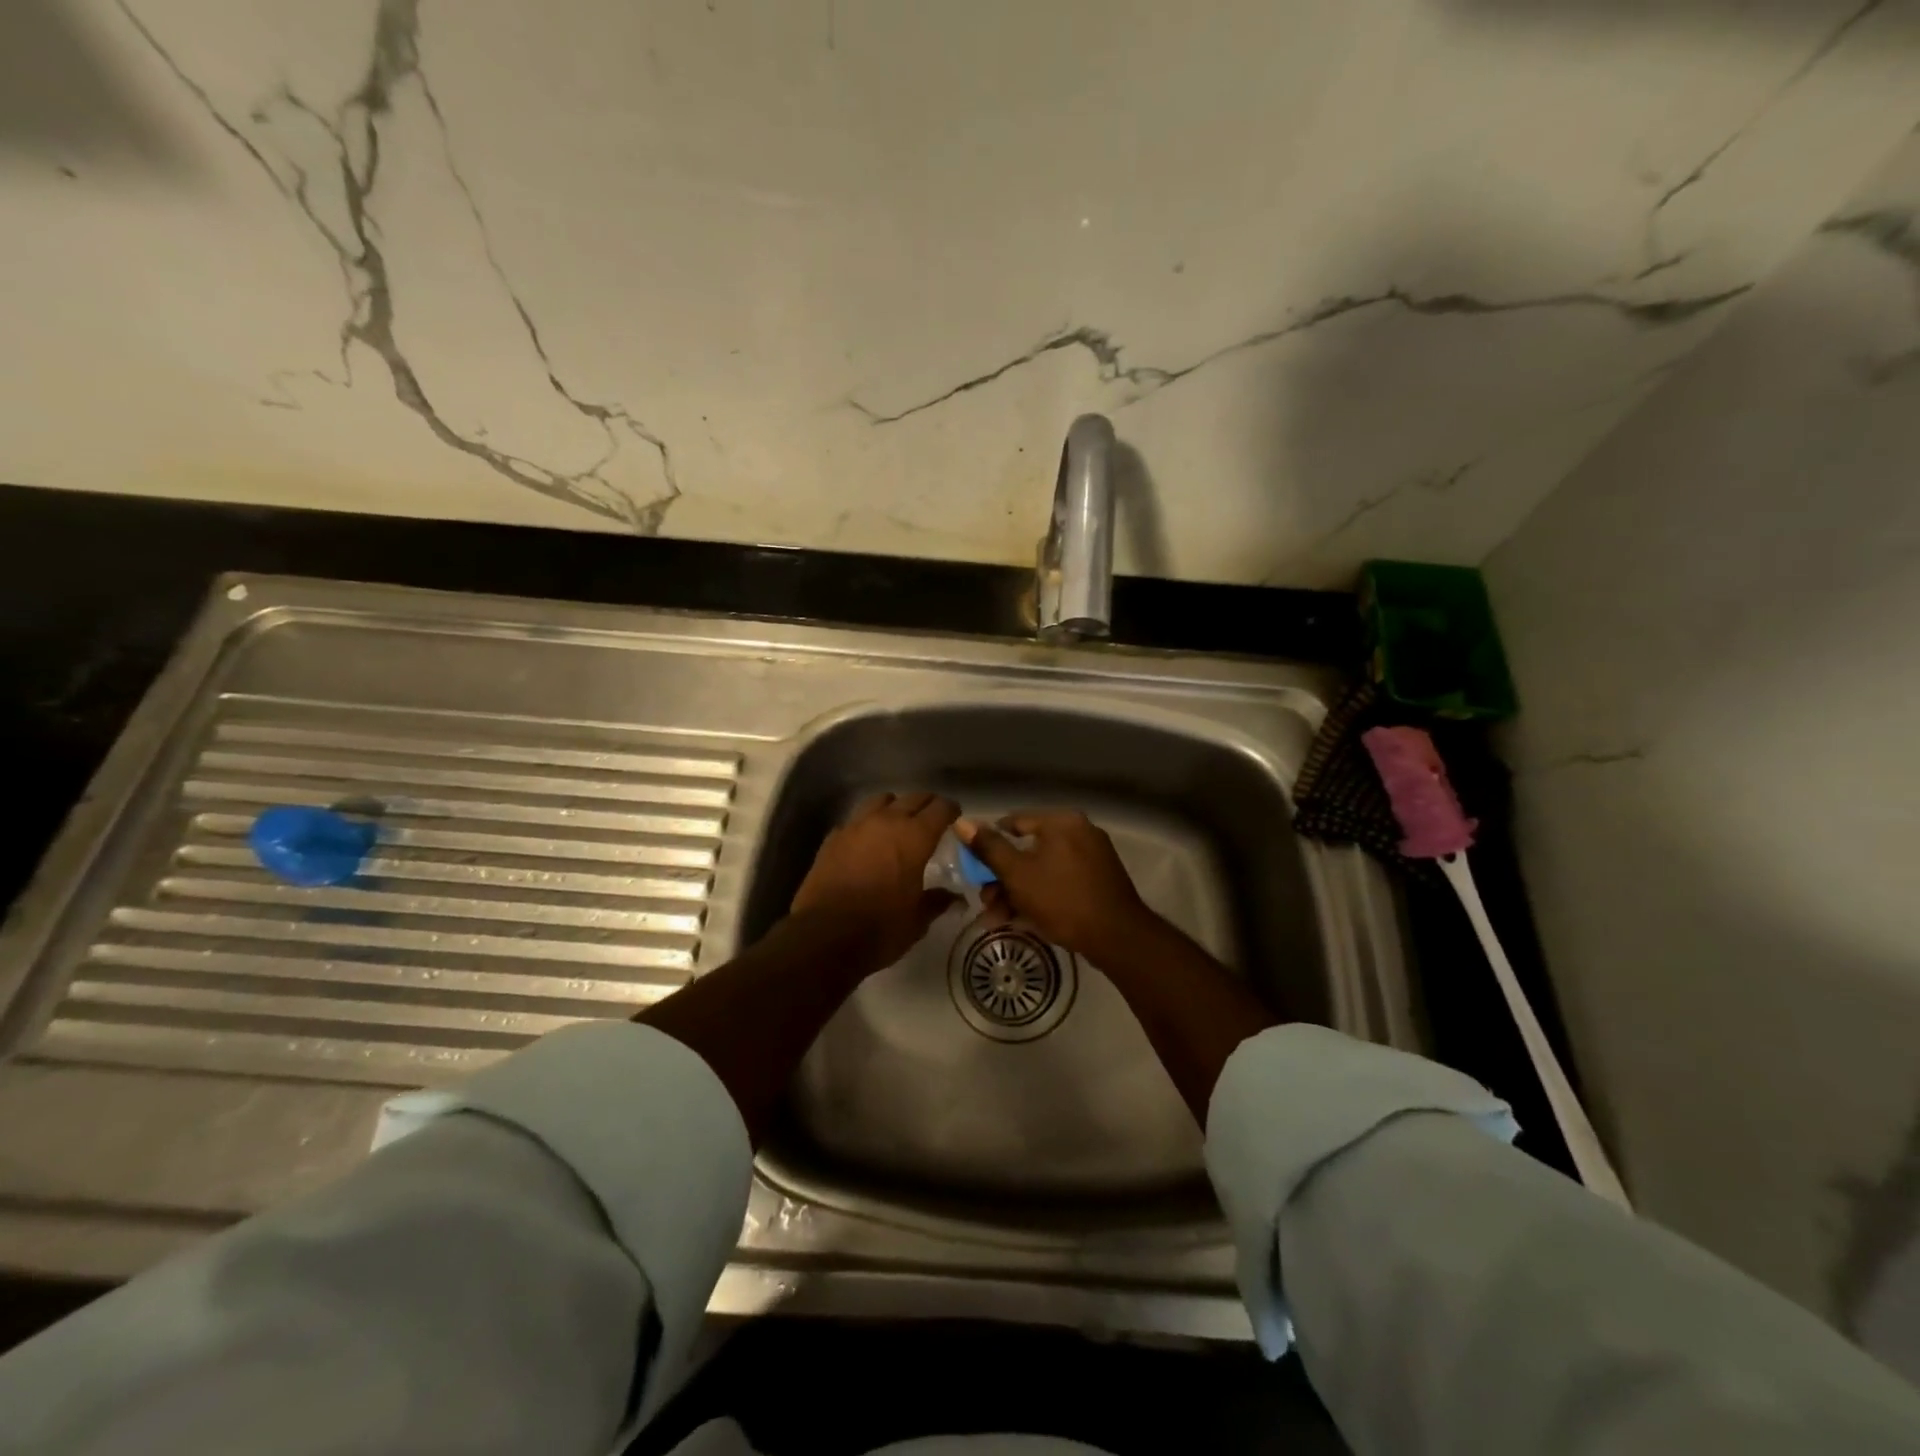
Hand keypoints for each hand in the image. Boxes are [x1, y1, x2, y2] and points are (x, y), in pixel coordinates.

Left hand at [792, 792, 961, 968]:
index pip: (940, 808)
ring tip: (897, 822)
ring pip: (880, 800)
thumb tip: (954, 897)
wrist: (824, 937)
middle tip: (932, 818)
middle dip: (926, 805)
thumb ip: (937, 902)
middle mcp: (886, 822)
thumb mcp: (916, 920)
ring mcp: (855, 826)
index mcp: (915, 837)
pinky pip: (855, 820)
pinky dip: (866, 825)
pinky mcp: (832, 838)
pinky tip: (866, 842)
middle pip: (912, 798)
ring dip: (894, 807)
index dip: (951, 810)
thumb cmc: (880, 929)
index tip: (956, 816)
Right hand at [956, 810, 1158, 961]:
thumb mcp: (1017, 874)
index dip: (989, 844)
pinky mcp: (1098, 881)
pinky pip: (1060, 882)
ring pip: (1042, 870)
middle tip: (985, 902)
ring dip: (1016, 892)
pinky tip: (1021, 921)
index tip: (974, 869)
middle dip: (1001, 878)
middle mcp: (1079, 832)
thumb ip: (988, 848)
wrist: (1117, 937)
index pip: (1014, 822)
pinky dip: (1040, 897)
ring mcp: (1092, 857)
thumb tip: (962, 822)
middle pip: (1028, 850)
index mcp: (1061, 822)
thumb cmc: (1062, 899)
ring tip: (996, 920)